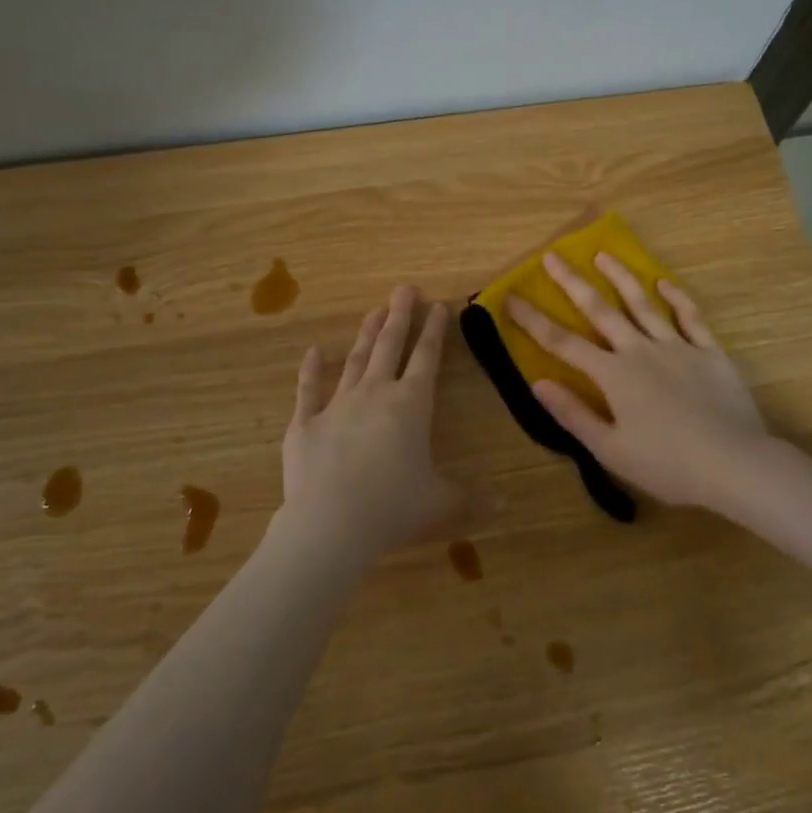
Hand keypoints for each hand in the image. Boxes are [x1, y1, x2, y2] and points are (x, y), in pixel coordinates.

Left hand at [280, 286, 464, 563]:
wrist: (330, 523)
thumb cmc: (393, 508)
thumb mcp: (441, 503)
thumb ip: (472, 498)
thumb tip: (506, 503)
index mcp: (411, 406)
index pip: (427, 359)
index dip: (435, 331)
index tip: (438, 305)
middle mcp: (375, 394)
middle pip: (390, 346)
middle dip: (400, 316)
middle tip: (404, 289)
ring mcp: (337, 405)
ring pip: (355, 360)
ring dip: (366, 334)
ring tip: (374, 311)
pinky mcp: (305, 422)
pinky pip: (308, 389)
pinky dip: (311, 369)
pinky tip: (314, 351)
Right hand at [505, 253, 770, 509]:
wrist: (735, 464)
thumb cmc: (667, 465)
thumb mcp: (610, 450)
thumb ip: (573, 414)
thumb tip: (538, 383)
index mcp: (613, 375)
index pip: (563, 343)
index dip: (533, 320)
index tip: (510, 298)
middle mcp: (640, 351)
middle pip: (599, 310)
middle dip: (572, 283)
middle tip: (552, 257)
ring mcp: (677, 347)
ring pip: (643, 304)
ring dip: (621, 277)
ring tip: (603, 255)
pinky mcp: (710, 352)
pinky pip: (690, 317)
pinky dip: (676, 298)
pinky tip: (664, 283)